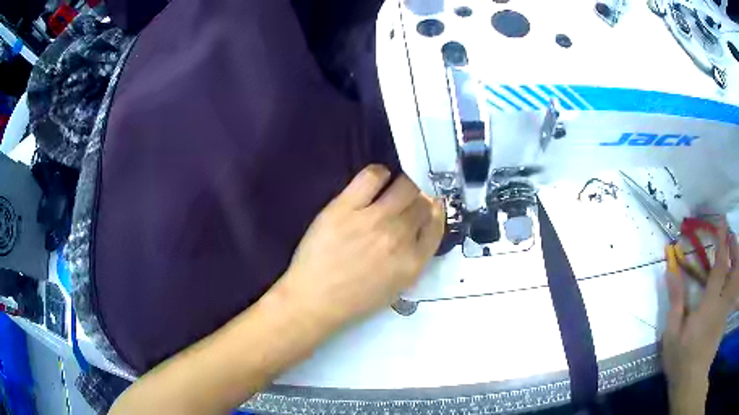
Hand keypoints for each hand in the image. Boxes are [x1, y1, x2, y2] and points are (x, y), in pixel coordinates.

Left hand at [276, 165, 443, 330]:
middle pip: (421, 202)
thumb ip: (414, 258)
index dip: (433, 211)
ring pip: (405, 186)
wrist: (314, 299)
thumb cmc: (354, 299)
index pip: (436, 223)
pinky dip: (379, 174)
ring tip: (390, 191)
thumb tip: (419, 226)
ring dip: (403, 186)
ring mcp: (373, 219)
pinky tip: (375, 181)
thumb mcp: (396, 287)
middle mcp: (400, 236)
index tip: (427, 206)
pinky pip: (372, 176)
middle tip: (403, 203)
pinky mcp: (346, 207)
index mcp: (413, 261)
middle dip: (417, 201)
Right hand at [662, 219, 738, 413]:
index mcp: (709, 305)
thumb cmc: (681, 359)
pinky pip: (733, 291)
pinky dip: (735, 277)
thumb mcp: (672, 335)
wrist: (692, 383)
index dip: (723, 242)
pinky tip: (731, 275)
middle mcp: (722, 303)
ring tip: (733, 247)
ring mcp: (725, 311)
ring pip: (736, 278)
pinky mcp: (725, 319)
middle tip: (731, 233)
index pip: (720, 267)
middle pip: (734, 269)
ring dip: (736, 259)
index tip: (723, 222)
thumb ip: (675, 301)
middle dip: (734, 247)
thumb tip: (671, 270)